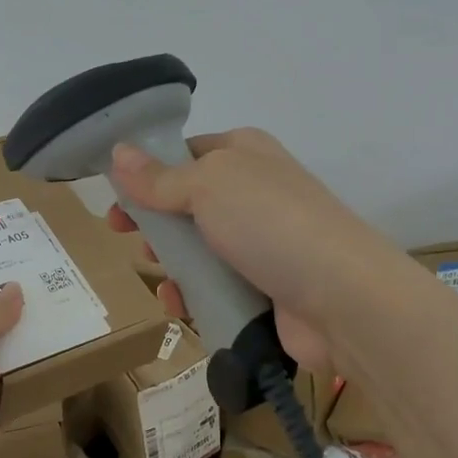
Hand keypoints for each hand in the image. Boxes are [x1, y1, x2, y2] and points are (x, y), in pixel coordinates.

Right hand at [104, 128, 392, 371]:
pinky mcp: (266, 287)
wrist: (342, 297)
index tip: (114, 194)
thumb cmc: (270, 223)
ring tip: (156, 275)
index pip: (187, 152)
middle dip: (155, 221)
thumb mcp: (208, 186)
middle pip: (189, 203)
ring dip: (172, 263)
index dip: (148, 171)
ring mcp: (263, 242)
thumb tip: (119, 152)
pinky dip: (194, 295)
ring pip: (200, 248)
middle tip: (125, 236)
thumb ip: (159, 177)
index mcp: (246, 153)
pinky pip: (217, 287)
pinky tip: (179, 306)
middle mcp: (255, 192)